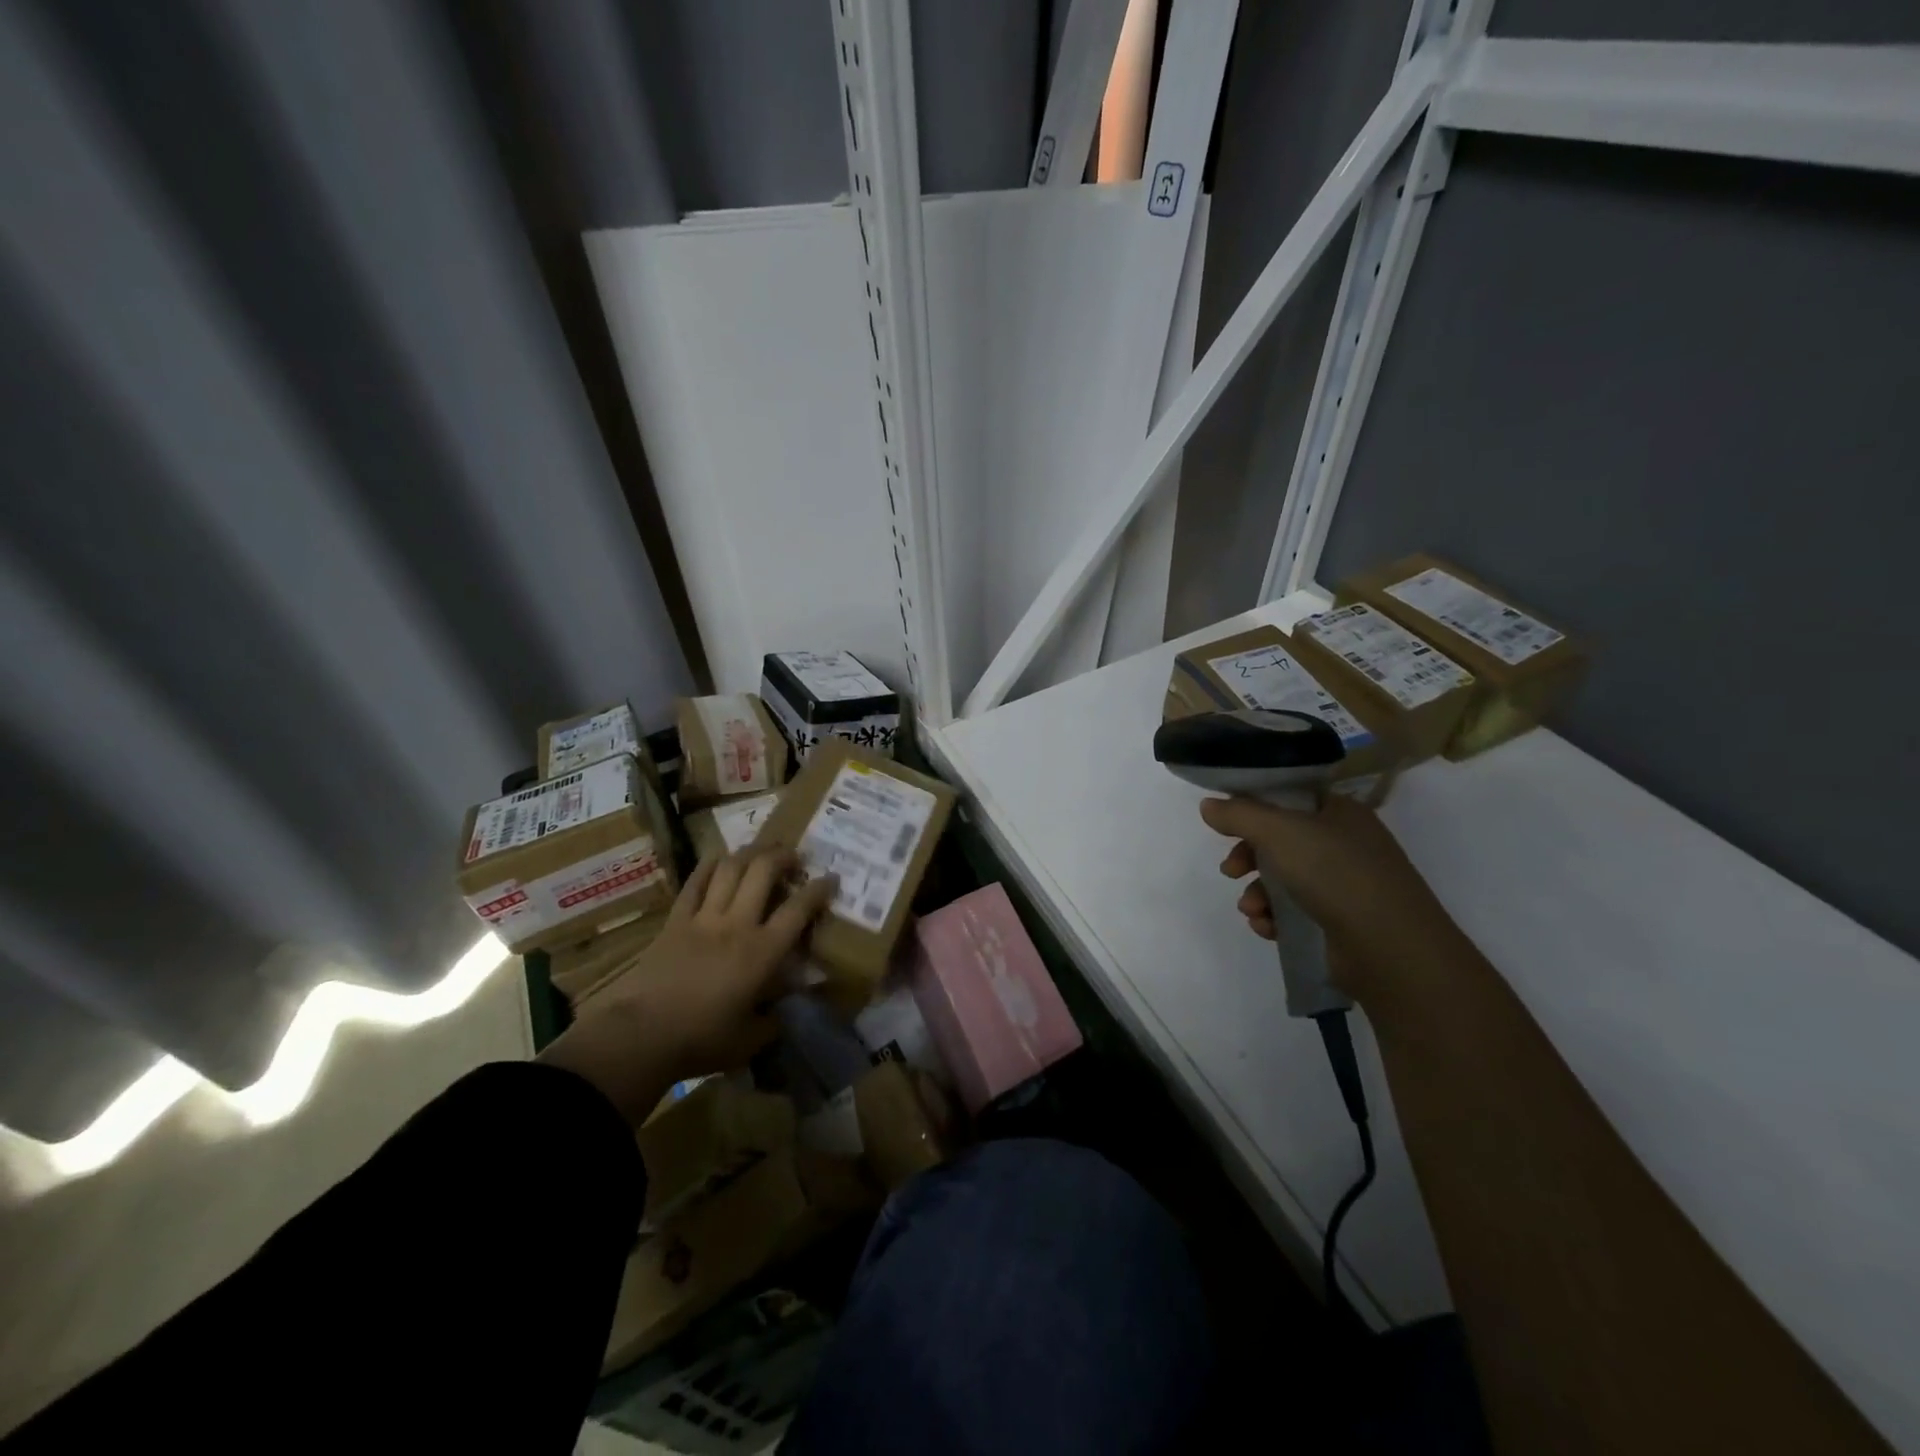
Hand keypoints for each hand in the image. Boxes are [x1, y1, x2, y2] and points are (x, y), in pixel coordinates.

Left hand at [538, 846, 836, 1122]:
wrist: (640, 1035)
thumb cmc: (701, 1041)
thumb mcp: (749, 1042)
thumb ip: (771, 1023)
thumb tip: (781, 1014)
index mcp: (762, 952)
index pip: (798, 910)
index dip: (818, 890)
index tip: (831, 879)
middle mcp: (737, 925)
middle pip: (763, 871)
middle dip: (783, 856)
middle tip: (794, 857)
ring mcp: (703, 918)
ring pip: (730, 868)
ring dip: (750, 852)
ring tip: (762, 850)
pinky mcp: (675, 920)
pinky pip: (695, 883)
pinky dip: (710, 866)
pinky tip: (720, 860)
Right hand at [1198, 793, 1455, 996]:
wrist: (1390, 948)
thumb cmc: (1335, 873)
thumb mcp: (1278, 831)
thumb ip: (1238, 815)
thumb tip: (1208, 805)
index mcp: (1340, 812)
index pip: (1289, 798)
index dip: (1254, 808)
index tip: (1226, 825)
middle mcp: (1345, 843)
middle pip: (1281, 841)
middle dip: (1248, 857)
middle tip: (1231, 871)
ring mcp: (1346, 884)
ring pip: (1284, 879)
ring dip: (1258, 893)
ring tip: (1251, 909)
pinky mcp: (1341, 922)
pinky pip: (1295, 912)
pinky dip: (1275, 918)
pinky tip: (1266, 928)